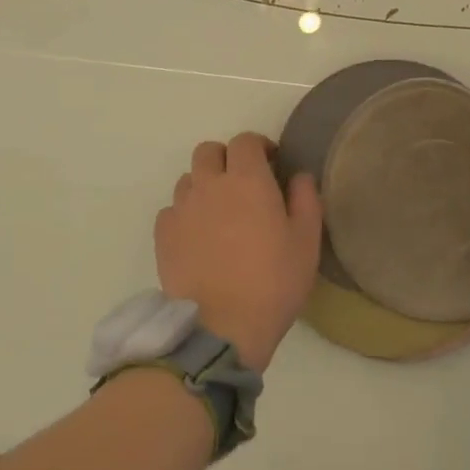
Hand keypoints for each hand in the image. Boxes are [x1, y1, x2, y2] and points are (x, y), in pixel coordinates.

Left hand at [154, 133, 321, 371]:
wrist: (221, 328)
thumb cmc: (273, 282)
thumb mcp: (306, 242)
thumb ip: (306, 199)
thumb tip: (299, 176)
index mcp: (247, 179)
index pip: (245, 141)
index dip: (258, 146)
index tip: (271, 163)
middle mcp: (209, 184)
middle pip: (208, 151)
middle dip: (226, 159)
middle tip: (242, 183)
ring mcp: (181, 209)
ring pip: (188, 179)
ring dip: (204, 185)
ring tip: (219, 212)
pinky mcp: (163, 235)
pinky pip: (171, 210)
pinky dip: (184, 214)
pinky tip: (198, 237)